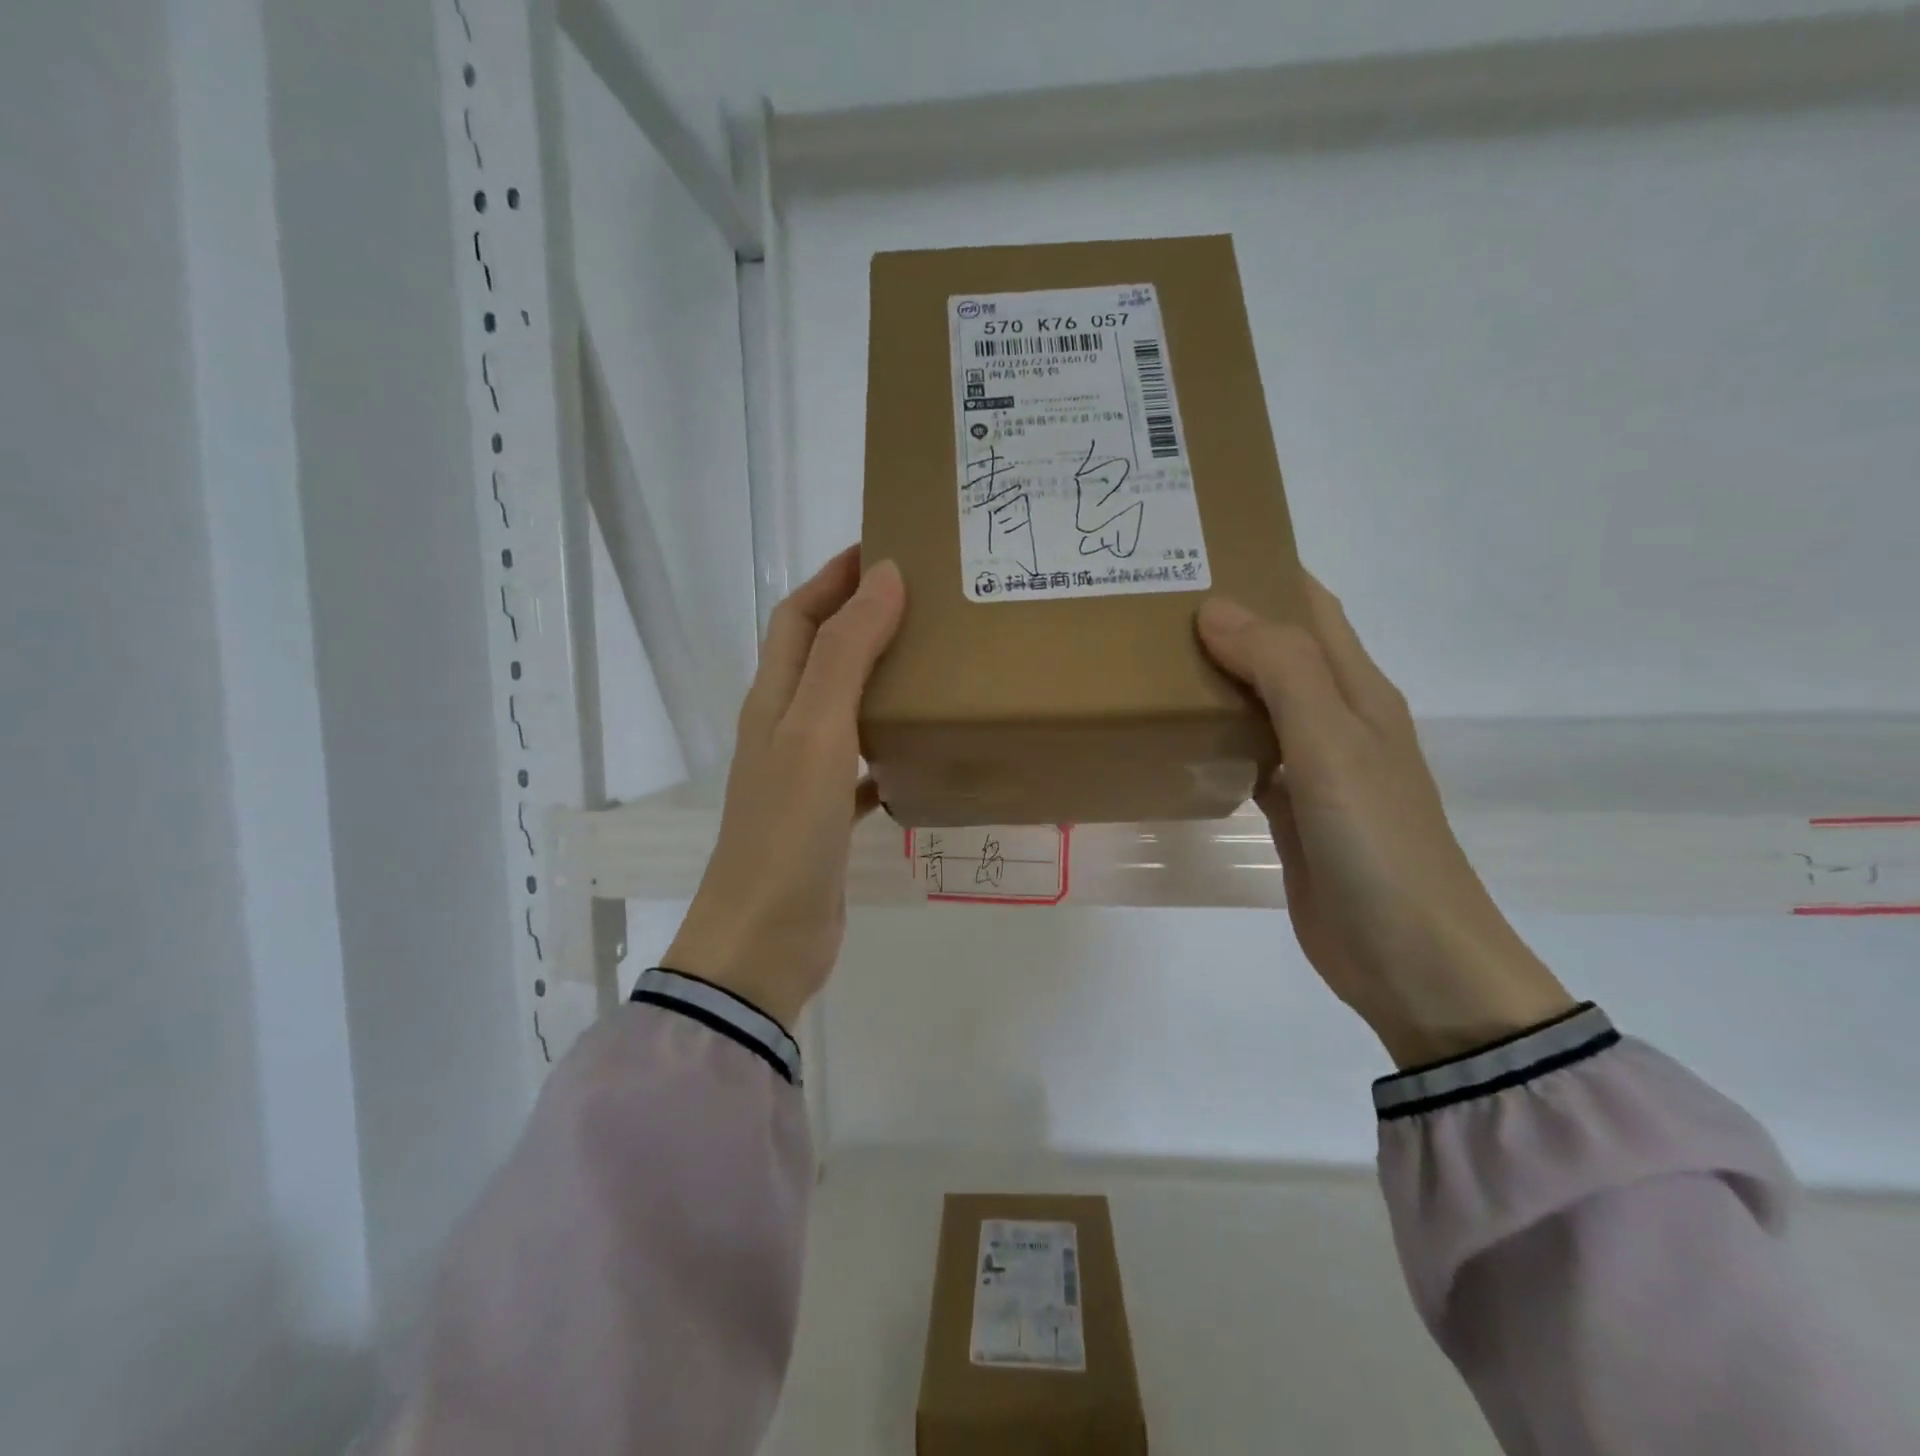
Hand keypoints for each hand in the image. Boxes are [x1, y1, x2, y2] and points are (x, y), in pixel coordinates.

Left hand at [665, 547, 905, 1029]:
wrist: (765, 938)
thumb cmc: (787, 827)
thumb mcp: (817, 730)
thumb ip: (847, 653)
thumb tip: (884, 577)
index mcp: (773, 700)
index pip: (798, 617)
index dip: (833, 577)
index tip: (882, 549)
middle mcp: (783, 729)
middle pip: (819, 657)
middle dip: (860, 620)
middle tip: (923, 603)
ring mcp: (802, 775)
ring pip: (842, 709)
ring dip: (876, 681)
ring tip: (930, 666)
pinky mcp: (824, 817)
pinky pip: (859, 766)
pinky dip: (885, 749)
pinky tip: (919, 753)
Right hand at [1197, 577, 1574, 1068]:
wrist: (1409, 957)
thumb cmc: (1378, 842)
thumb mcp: (1333, 745)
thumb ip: (1281, 671)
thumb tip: (1217, 607)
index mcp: (1357, 690)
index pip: (1310, 608)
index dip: (1265, 570)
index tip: (1197, 550)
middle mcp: (1336, 719)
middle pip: (1278, 650)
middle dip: (1226, 620)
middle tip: (1150, 605)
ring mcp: (1312, 767)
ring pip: (1257, 701)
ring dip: (1215, 676)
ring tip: (1148, 657)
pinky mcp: (1288, 810)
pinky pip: (1246, 753)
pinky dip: (1213, 735)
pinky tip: (1172, 733)